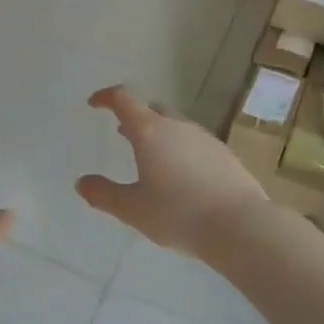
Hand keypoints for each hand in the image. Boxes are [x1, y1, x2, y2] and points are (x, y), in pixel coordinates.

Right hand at [76, 86, 269, 258]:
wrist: (240, 226)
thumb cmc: (178, 214)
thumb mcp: (133, 210)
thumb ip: (104, 195)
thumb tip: (82, 183)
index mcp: (150, 132)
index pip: (124, 100)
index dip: (106, 97)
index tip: (95, 104)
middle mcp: (178, 126)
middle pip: (152, 110)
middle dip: (135, 118)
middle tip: (123, 134)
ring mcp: (205, 138)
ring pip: (176, 127)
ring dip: (160, 136)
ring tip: (152, 159)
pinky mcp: (226, 155)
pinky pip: (195, 144)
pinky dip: (182, 151)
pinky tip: (183, 177)